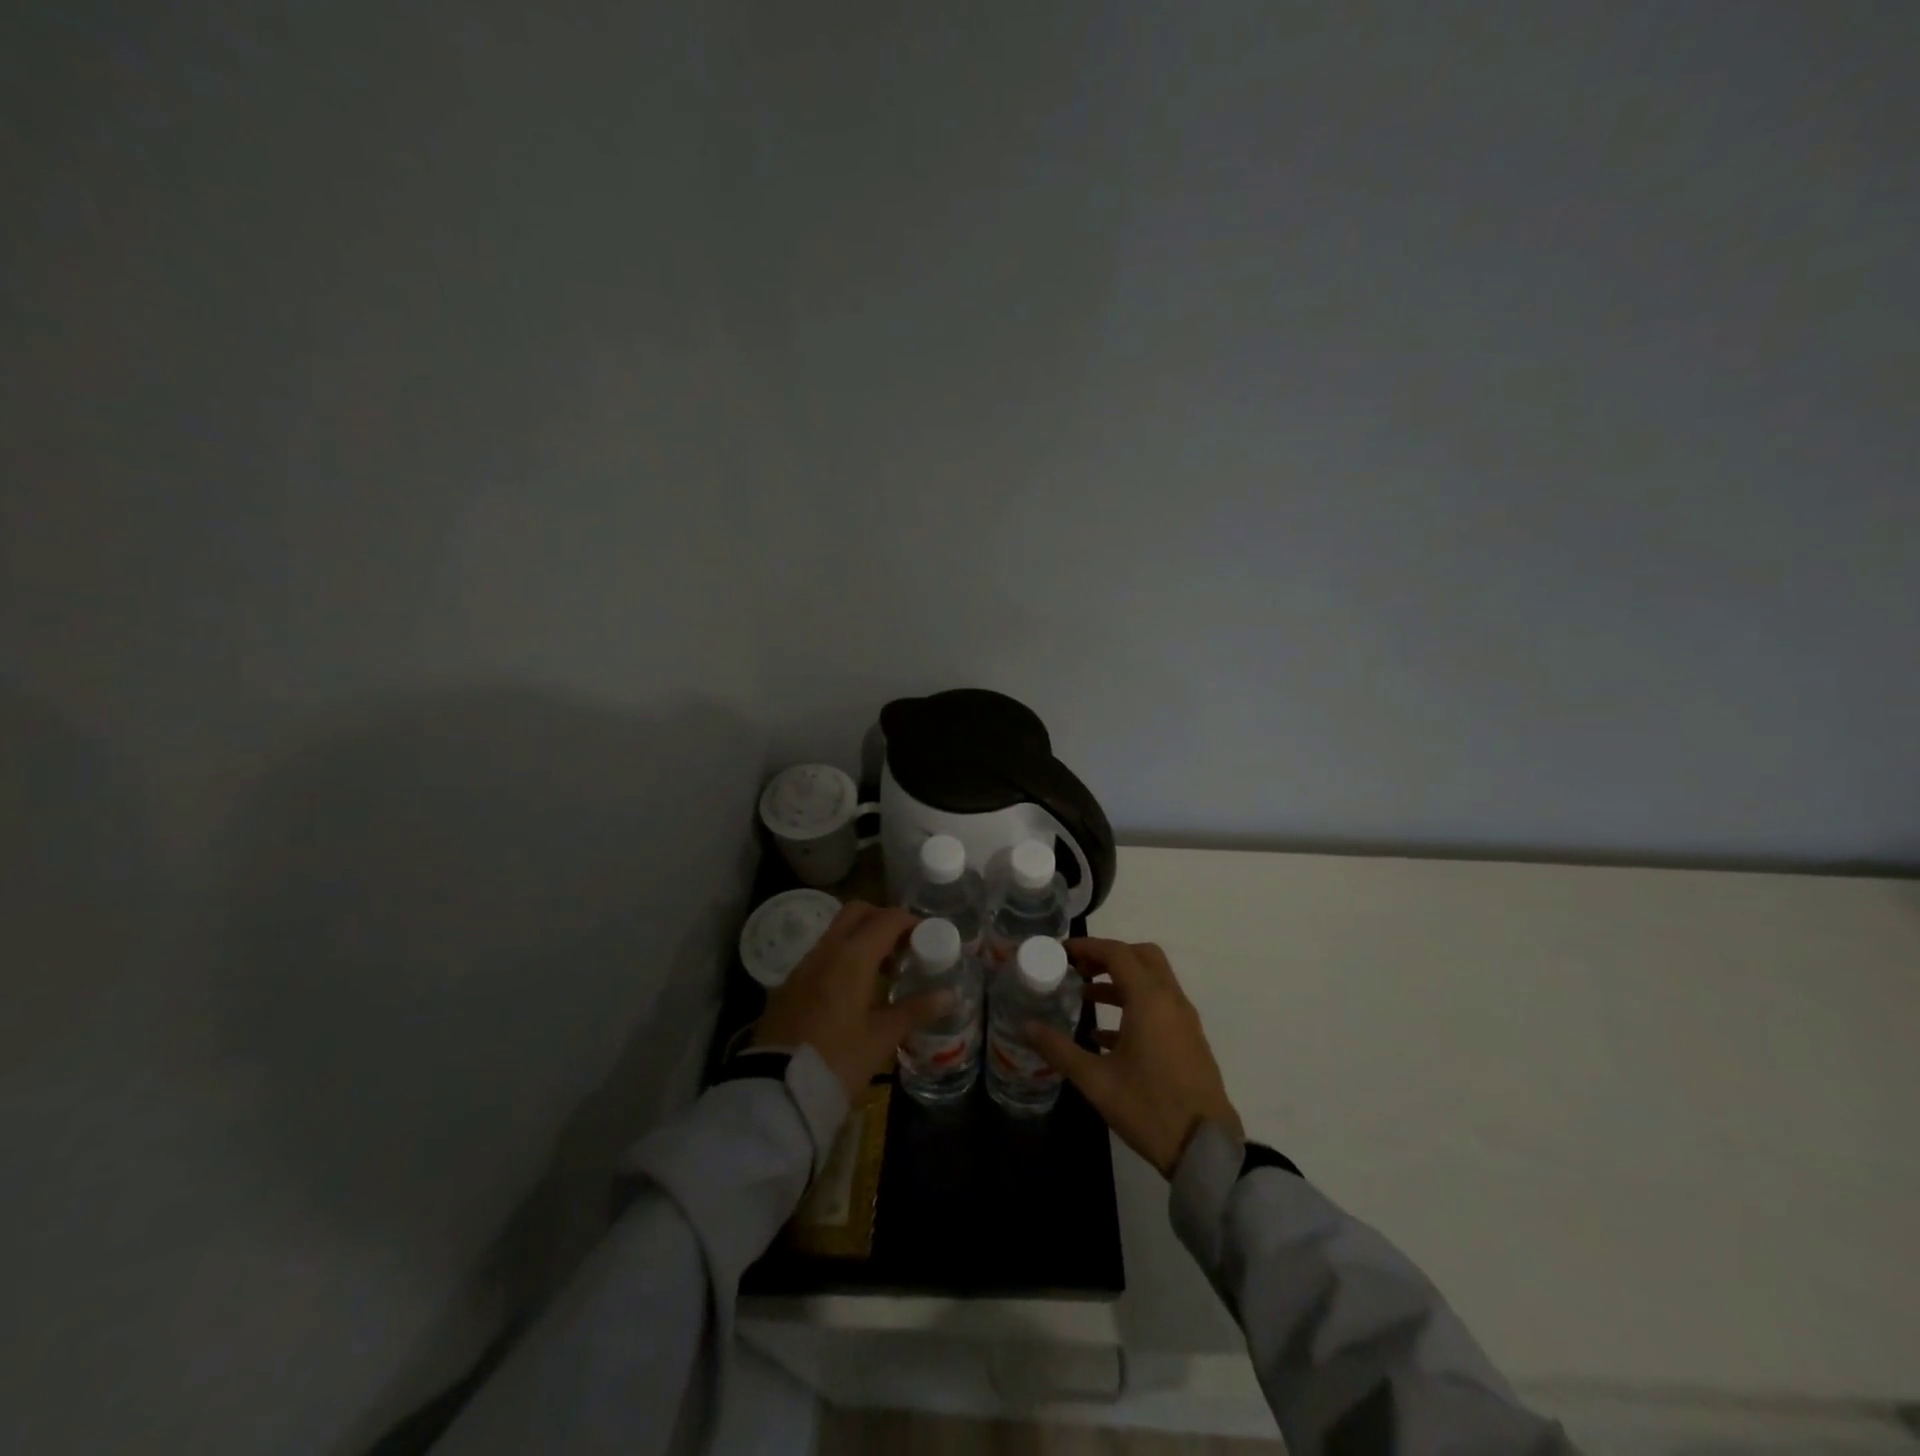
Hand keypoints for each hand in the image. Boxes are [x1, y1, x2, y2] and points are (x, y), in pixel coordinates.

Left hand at [753, 901, 945, 1102]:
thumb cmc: (838, 1060)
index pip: (886, 919)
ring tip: (884, 971)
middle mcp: (825, 951)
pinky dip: (843, 958)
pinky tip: (855, 990)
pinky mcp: (789, 985)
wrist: (777, 1091)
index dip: (911, 922)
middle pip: (857, 913)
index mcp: (852, 957)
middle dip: (883, 920)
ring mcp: (803, 966)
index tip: (929, 938)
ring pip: (836, 933)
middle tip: (904, 946)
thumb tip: (950, 995)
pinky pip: (822, 955)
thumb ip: (916, 1010)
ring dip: (862, 939)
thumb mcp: (882, 1037)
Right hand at [1028, 938, 1242, 1177]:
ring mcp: (1184, 1020)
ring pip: (1153, 981)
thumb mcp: (1096, 1081)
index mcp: (1149, 1000)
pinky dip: (1134, 1004)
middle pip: (1141, 957)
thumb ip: (1059, 1049)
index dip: (1088, 946)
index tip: (1062, 952)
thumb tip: (1025, 1026)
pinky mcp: (1189, 1040)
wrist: (1206, 1149)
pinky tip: (1105, 1035)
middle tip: (1078, 969)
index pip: (1117, 953)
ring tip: (1085, 997)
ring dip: (1120, 980)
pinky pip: (1160, 1005)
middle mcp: (1170, 1000)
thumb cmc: (1148, 1108)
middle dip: (1108, 956)